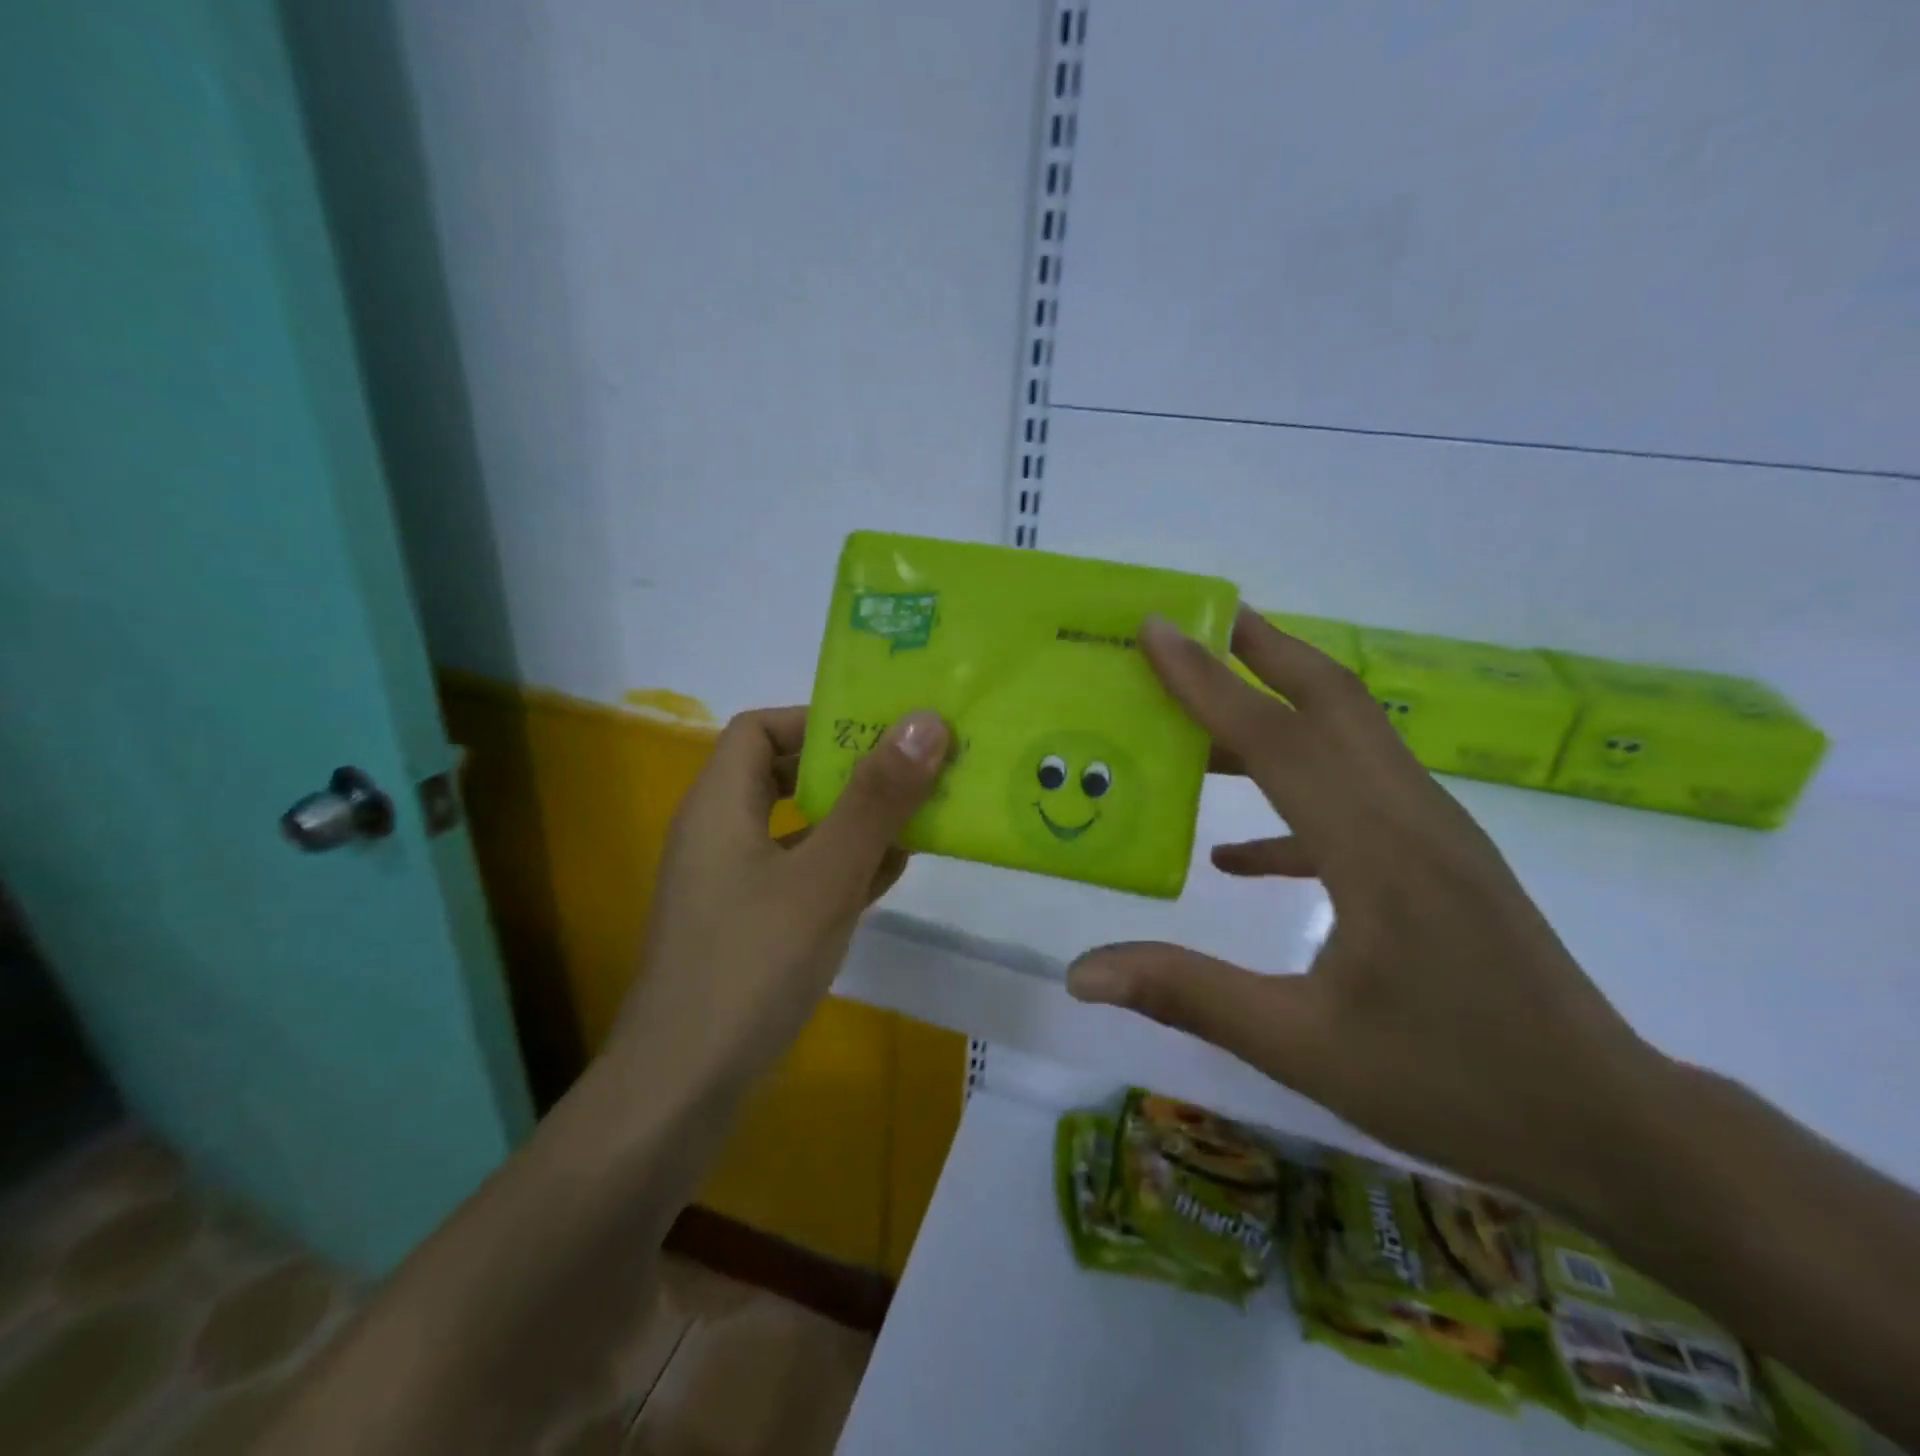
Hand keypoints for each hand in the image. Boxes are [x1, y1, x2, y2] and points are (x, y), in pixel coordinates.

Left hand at [610, 706, 948, 1083]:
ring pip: (796, 829)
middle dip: (846, 770)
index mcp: (719, 804)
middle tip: (909, 770)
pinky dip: (841, 865)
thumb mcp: (825, 874)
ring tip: (917, 815)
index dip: (814, 720)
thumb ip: (875, 799)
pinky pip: (799, 875)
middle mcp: (718, 835)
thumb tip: (924, 721)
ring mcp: (731, 885)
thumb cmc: (752, 964)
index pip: (759, 729)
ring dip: (852, 819)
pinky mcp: (747, 927)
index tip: (877, 732)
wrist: (684, 1087)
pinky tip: (891, 873)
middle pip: (780, 775)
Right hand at [1068, 610, 1660, 1201]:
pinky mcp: (1438, 858)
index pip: (1277, 738)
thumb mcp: (1303, 1046)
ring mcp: (1433, 832)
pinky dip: (1294, 797)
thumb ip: (1188, 994)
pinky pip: (1358, 798)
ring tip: (1204, 706)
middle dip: (1261, 650)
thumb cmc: (1452, 1083)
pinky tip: (1237, 851)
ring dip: (1277, 707)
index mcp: (1376, 849)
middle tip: (1197, 620)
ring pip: (1349, 737)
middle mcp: (1410, 816)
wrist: (1604, 1123)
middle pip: (1332, 701)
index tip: (1157, 628)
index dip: (1207, 681)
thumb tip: (1081, 973)